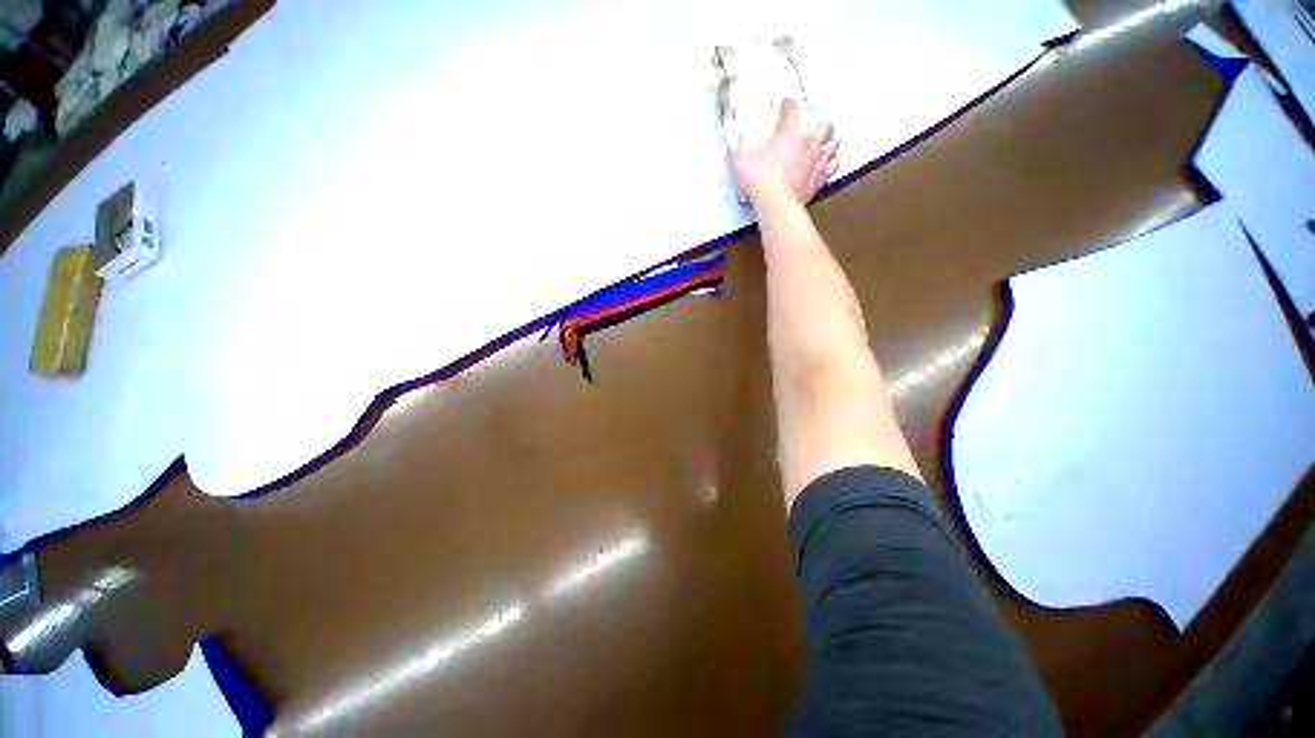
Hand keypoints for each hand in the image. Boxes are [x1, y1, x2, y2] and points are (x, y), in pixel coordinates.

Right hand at [728, 99, 838, 207]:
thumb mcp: (739, 161)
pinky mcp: (822, 179)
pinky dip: (830, 163)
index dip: (786, 106)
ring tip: (818, 148)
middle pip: (825, 124)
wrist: (776, 205)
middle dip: (817, 126)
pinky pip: (834, 165)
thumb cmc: (758, 179)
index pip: (792, 108)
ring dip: (827, 144)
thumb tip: (731, 147)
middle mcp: (810, 140)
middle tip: (806, 133)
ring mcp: (819, 160)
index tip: (783, 108)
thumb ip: (735, 150)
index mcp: (791, 130)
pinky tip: (822, 166)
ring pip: (834, 143)